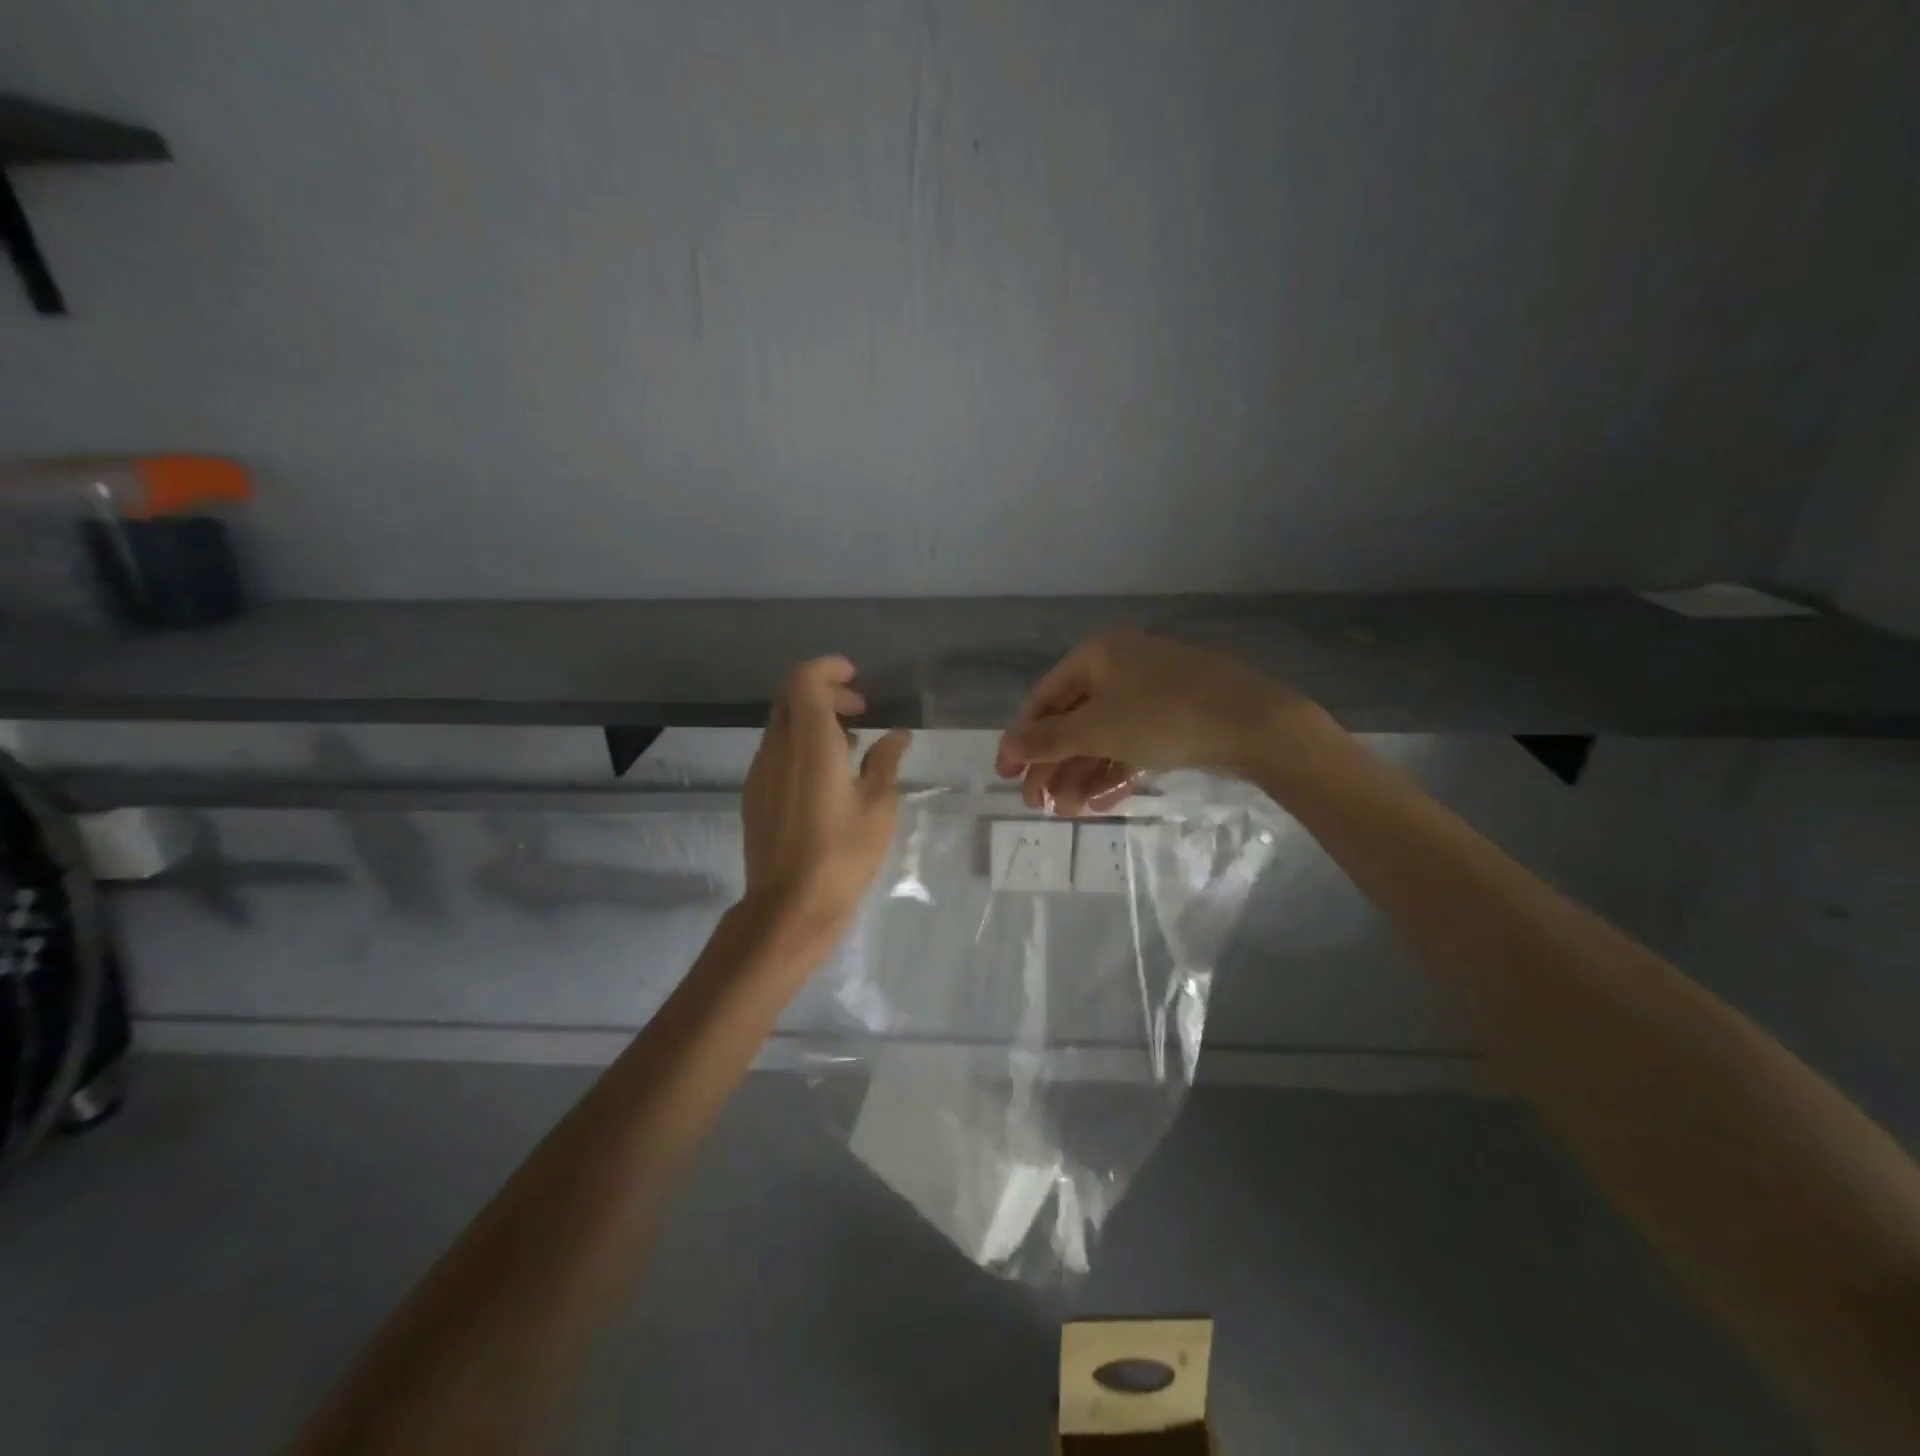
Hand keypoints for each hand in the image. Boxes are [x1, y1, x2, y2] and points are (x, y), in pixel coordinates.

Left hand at [742, 656, 911, 942]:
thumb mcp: (878, 807)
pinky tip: (826, 774)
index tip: (856, 679)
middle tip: (860, 709)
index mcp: (811, 742)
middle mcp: (778, 747)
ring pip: (781, 723)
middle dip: (824, 691)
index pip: (805, 680)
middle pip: (790, 696)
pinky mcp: (755, 793)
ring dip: (812, 719)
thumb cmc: (842, 855)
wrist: (789, 906)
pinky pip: (776, 750)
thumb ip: (885, 762)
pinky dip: (800, 743)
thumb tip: (896, 736)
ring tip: (849, 743)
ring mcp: (761, 771)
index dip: (829, 669)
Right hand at [995, 631, 1306, 813]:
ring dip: (1081, 775)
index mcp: (1097, 657)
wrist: (1252, 723)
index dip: (1022, 737)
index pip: (1044, 698)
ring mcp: (1150, 694)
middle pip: (1073, 721)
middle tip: (1038, 804)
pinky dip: (1114, 772)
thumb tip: (1007, 747)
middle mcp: (1120, 669)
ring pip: (1102, 737)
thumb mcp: (1096, 729)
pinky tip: (1100, 803)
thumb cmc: (1162, 715)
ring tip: (1068, 812)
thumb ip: (1048, 740)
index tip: (1007, 774)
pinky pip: (1132, 745)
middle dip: (1054, 765)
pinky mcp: (1174, 720)